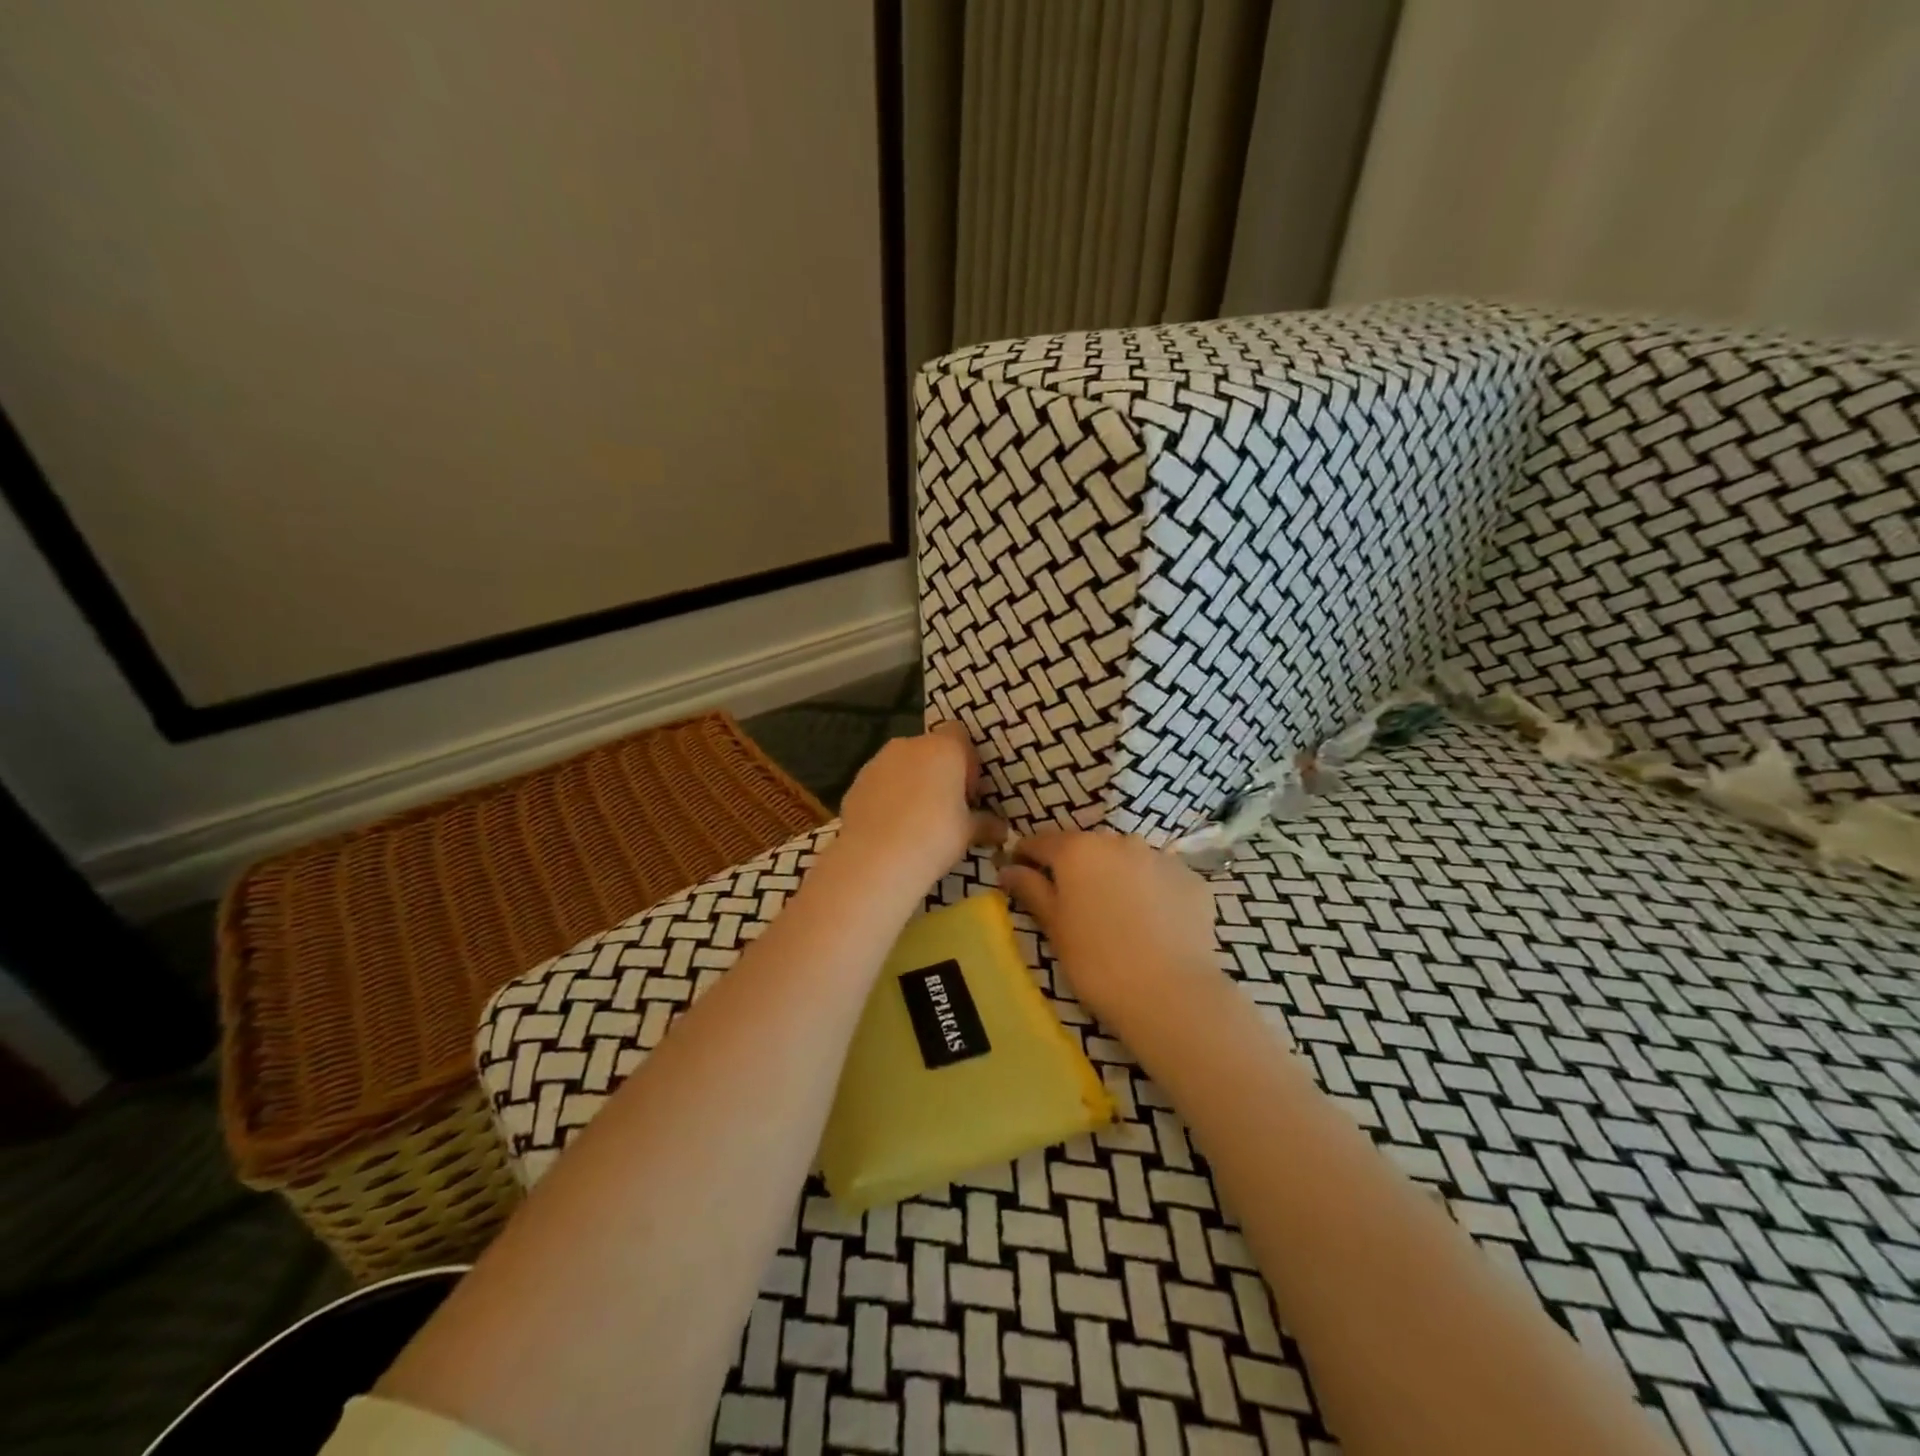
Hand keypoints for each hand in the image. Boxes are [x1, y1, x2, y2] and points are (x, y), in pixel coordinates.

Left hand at [831, 722, 1003, 896]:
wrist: (875, 860)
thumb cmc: (934, 837)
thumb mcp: (968, 833)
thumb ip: (986, 824)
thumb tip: (1002, 829)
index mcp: (943, 749)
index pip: (959, 734)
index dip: (967, 759)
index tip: (969, 792)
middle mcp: (909, 746)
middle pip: (929, 749)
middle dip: (939, 772)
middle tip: (946, 807)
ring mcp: (877, 762)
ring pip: (902, 765)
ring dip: (911, 783)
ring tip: (916, 820)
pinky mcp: (855, 783)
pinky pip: (880, 783)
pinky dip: (887, 797)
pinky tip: (891, 828)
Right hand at [999, 830, 1218, 1030]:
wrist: (1170, 993)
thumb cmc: (1096, 961)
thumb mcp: (1054, 926)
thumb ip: (1031, 889)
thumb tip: (1009, 868)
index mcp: (1078, 849)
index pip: (1041, 841)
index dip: (1026, 855)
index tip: (1020, 873)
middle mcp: (1119, 841)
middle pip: (1088, 847)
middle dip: (1076, 867)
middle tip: (1073, 903)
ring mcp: (1160, 857)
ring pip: (1127, 860)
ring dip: (1116, 876)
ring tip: (1117, 915)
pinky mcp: (1191, 879)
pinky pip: (1160, 878)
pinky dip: (1152, 892)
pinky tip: (1152, 924)